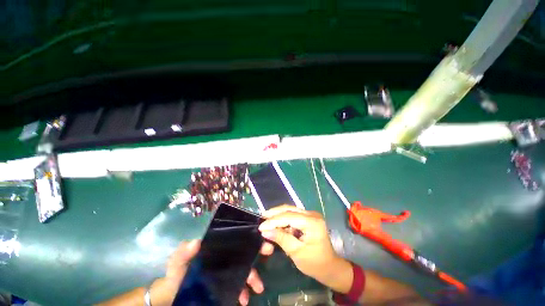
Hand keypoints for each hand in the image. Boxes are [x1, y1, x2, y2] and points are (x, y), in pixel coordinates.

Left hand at [151, 240, 273, 305]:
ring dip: (253, 276)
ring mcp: (227, 271)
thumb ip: (183, 253)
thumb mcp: (178, 261)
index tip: (259, 233)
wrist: (174, 294)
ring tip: (258, 287)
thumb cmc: (177, 273)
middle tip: (268, 251)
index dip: (247, 234)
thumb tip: (196, 242)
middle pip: (243, 251)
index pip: (234, 237)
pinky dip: (244, 291)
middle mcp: (225, 256)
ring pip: (244, 269)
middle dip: (257, 250)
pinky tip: (244, 299)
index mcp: (216, 247)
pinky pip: (239, 285)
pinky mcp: (226, 284)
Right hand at [258, 205, 352, 292]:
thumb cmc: (315, 263)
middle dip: (274, 213)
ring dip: (278, 215)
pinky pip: (293, 215)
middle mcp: (312, 214)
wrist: (330, 267)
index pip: (288, 217)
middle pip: (289, 209)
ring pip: (290, 210)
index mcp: (312, 222)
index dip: (273, 221)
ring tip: (266, 220)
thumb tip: (265, 231)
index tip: (261, 226)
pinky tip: (276, 224)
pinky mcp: (309, 218)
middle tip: (262, 217)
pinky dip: (284, 220)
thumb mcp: (296, 252)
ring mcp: (311, 215)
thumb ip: (281, 239)